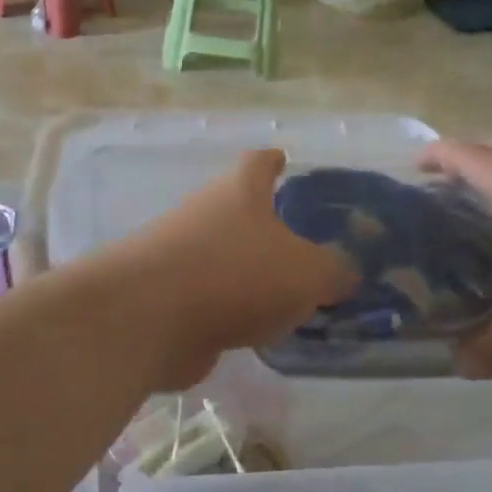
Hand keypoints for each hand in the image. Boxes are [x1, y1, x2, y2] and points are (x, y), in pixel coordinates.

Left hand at [103, 149, 356, 389]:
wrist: (149, 317)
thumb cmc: (236, 274)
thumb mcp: (306, 273)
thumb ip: (332, 272)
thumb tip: (343, 274)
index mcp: (238, 192)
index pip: (258, 163)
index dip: (273, 161)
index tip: (283, 159)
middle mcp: (203, 215)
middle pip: (236, 212)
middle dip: (264, 227)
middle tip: (300, 247)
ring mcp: (177, 257)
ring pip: (221, 258)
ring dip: (246, 274)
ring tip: (285, 297)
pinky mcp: (164, 299)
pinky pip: (207, 300)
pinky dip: (228, 311)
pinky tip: (253, 332)